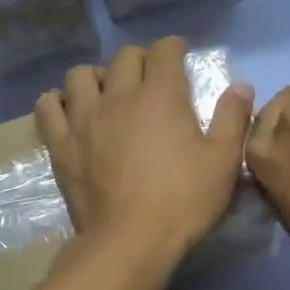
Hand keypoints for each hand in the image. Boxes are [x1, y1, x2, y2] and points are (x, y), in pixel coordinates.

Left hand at [36, 38, 254, 268]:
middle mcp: (119, 96)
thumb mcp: (223, 162)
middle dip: (140, 60)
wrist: (130, 241)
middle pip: (123, 58)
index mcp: (161, 95)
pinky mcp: (61, 145)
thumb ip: (232, 118)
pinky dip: (58, 102)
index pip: (164, 51)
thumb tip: (241, 85)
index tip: (180, 56)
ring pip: (81, 75)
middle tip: (150, 79)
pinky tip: (70, 112)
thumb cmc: (183, 201)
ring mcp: (84, 119)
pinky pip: (48, 107)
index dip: (174, 48)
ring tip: (108, 94)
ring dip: (97, 77)